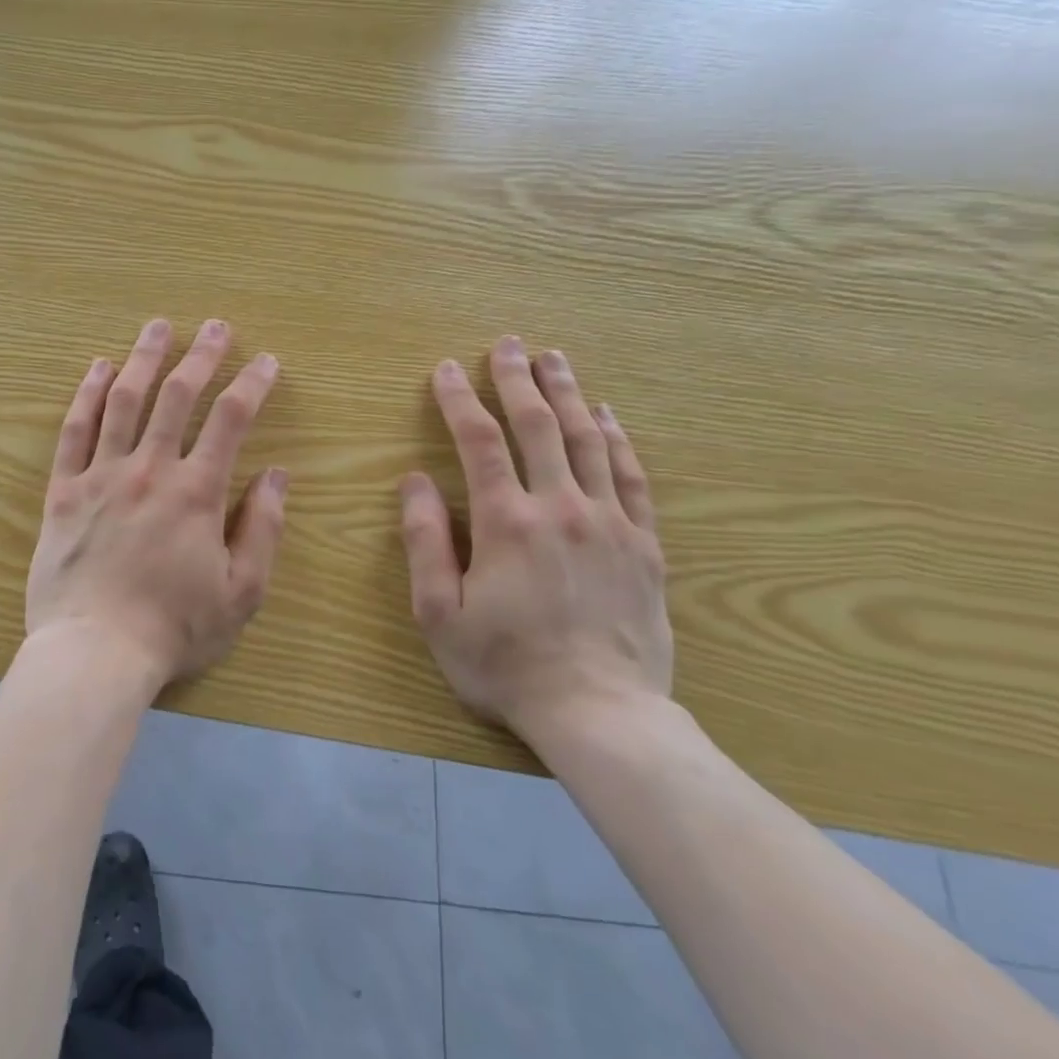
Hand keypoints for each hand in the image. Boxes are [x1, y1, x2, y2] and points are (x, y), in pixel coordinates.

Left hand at [25, 318, 286, 689]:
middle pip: (177, 396)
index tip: (266, 361)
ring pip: (124, 401)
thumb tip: (278, 475)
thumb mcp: (241, 593)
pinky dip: (87, 395)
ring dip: (144, 358)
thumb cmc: (173, 629)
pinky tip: (98, 368)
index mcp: (196, 492)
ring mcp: (101, 475)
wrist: (94, 653)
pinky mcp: (63, 490)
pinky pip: (75, 431)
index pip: (230, 420)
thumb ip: (263, 530)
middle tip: (216, 326)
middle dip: (202, 355)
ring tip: (157, 327)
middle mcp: (149, 470)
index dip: (252, 384)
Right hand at [399, 336, 671, 745]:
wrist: (601, 715)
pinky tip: (607, 415)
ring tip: (555, 359)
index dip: (459, 400)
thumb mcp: (439, 611)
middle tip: (508, 344)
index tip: (445, 370)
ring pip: (587, 441)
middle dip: (517, 380)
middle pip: (538, 426)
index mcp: (506, 522)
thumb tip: (414, 480)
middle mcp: (560, 508)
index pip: (479, 443)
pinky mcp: (644, 545)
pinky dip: (616, 440)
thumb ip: (425, 541)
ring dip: (568, 394)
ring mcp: (609, 523)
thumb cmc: (504, 664)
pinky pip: (631, 477)